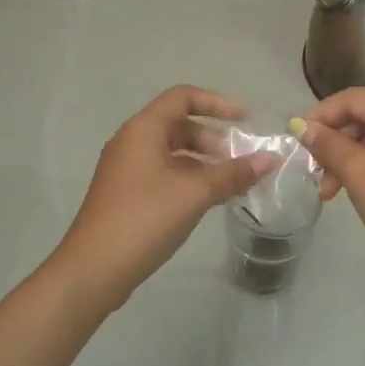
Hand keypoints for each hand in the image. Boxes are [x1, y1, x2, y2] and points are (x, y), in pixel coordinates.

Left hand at [52, 86, 274, 310]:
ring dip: (202, 162)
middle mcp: (131, 142)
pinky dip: (188, 179)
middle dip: (213, 139)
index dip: (217, 103)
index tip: (246, 120)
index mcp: (143, 130)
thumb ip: (233, 174)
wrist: (94, 268)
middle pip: (178, 125)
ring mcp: (125, 169)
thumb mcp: (194, 193)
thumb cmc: (144, 219)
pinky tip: (206, 201)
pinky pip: (163, 173)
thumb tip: (270, 159)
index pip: (183, 97)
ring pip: (171, 152)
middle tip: (238, 162)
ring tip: (229, 184)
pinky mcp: (125, 194)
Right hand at [302, 87, 364, 296]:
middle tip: (310, 168)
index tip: (294, 137)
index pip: (355, 98)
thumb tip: (301, 127)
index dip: (321, 115)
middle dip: (334, 141)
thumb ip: (328, 144)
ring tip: (327, 190)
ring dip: (347, 158)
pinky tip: (347, 189)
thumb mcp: (359, 173)